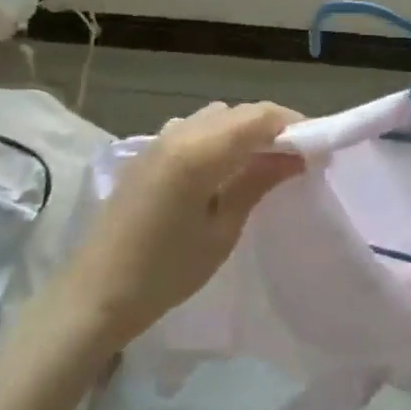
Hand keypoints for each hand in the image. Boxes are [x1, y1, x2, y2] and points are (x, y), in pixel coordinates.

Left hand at [63, 102, 302, 344]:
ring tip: (261, 163)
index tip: (316, 148)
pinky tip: (222, 169)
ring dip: (243, 130)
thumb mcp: (222, 230)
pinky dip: (218, 137)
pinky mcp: (147, 153)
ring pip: (215, 117)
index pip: (260, 117)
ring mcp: (159, 140)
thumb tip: (296, 155)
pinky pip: (193, 129)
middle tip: (295, 158)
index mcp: (200, 150)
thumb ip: (258, 182)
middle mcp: (180, 132)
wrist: (94, 296)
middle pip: (238, 112)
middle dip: (271, 126)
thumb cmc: (165, 271)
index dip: (293, 125)